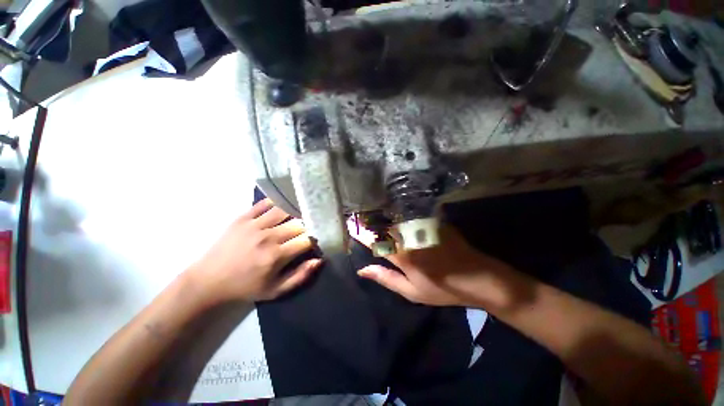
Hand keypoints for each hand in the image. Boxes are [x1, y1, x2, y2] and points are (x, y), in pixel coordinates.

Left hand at [191, 199, 320, 303]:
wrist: (208, 281)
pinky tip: (281, 206)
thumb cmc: (245, 287)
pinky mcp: (243, 218)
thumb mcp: (275, 291)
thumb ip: (300, 276)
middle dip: (307, 226)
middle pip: (298, 223)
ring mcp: (254, 225)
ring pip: (284, 210)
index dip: (316, 238)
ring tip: (298, 216)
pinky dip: (276, 203)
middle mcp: (268, 237)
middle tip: (309, 229)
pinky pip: (264, 204)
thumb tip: (319, 260)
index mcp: (276, 255)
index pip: (307, 239)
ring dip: (295, 212)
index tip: (317, 240)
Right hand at [355, 225, 511, 306]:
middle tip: (360, 219)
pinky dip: (401, 215)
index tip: (350, 226)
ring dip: (385, 218)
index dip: (361, 233)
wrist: (478, 277)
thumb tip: (362, 270)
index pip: (375, 241)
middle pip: (385, 226)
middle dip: (371, 222)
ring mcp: (423, 227)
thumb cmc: (443, 289)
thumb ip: (386, 278)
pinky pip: (412, 216)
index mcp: (402, 256)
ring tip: (375, 216)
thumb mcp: (412, 292)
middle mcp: (409, 238)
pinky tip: (398, 215)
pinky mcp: (433, 222)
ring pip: (397, 219)